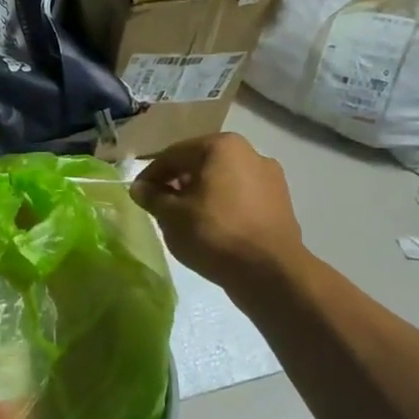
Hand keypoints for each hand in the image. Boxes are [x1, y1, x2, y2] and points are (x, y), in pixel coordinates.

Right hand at [130, 133, 304, 285]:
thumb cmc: (214, 234)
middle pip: (200, 164)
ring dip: (200, 194)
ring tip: (185, 219)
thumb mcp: (171, 215)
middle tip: (160, 206)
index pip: (173, 155)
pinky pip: (240, 197)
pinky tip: (212, 228)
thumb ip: (152, 197)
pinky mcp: (280, 202)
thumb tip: (140, 188)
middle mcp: (250, 152)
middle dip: (177, 183)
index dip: (150, 175)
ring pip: (222, 180)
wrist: (270, 271)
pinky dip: (222, 206)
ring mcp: (270, 177)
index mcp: (221, 146)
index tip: (138, 195)